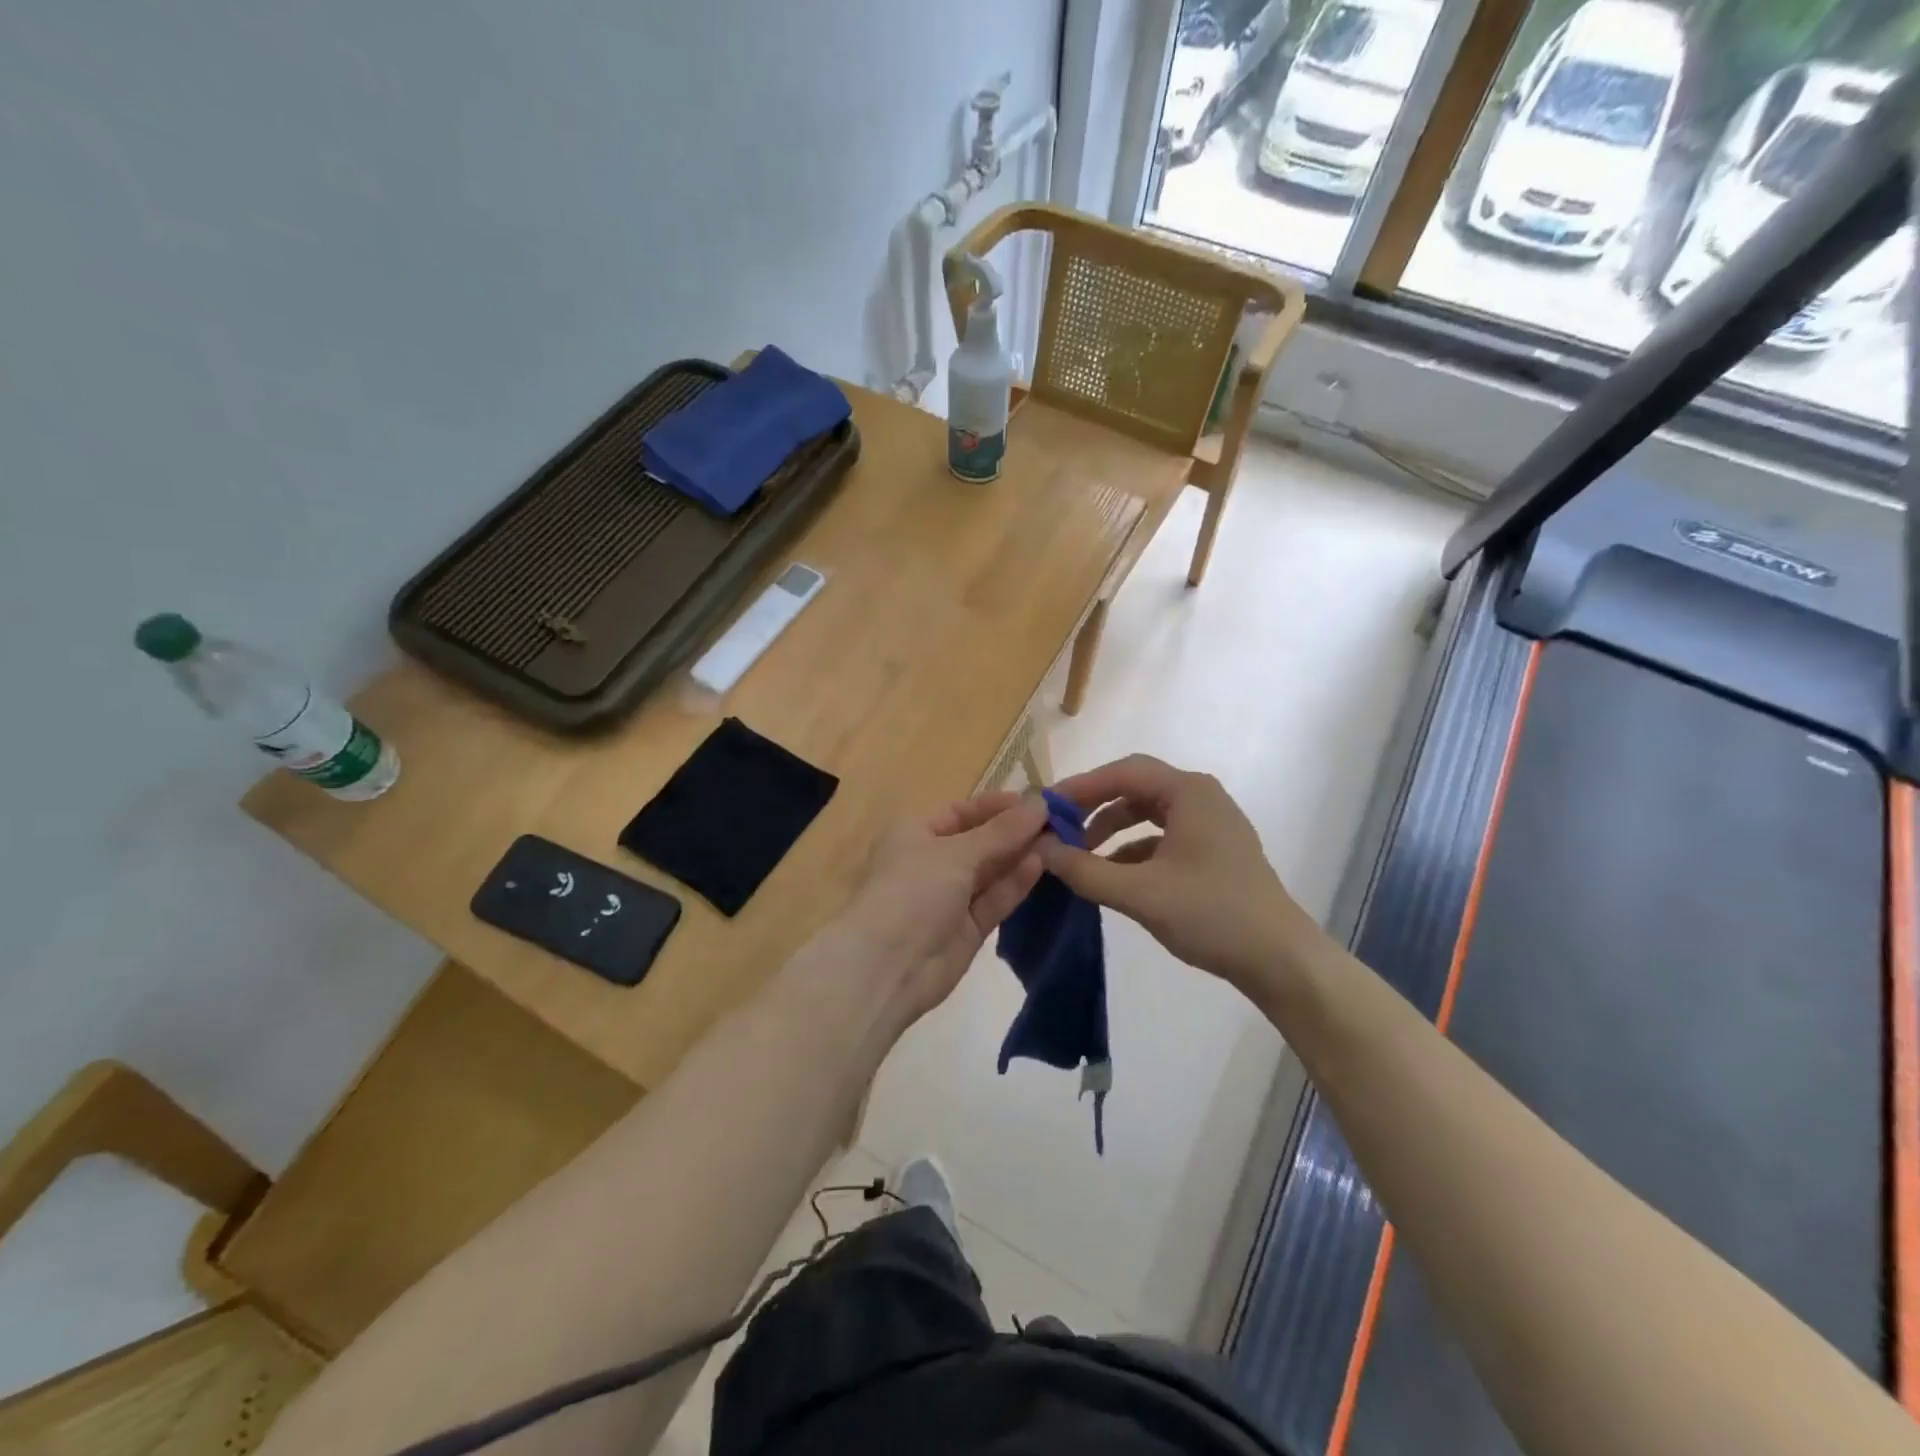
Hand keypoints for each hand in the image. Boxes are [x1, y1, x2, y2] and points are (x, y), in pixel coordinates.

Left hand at [821, 790, 1046, 1025]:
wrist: (887, 967)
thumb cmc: (913, 890)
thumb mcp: (956, 852)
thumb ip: (1002, 831)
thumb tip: (1040, 803)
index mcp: (915, 833)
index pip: (961, 811)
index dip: (997, 806)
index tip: (1037, 801)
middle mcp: (931, 862)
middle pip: (979, 841)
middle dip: (1015, 831)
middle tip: (1060, 821)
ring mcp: (949, 898)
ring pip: (990, 871)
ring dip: (1020, 855)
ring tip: (1061, 840)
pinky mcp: (967, 929)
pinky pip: (994, 899)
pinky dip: (1015, 883)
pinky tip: (1042, 865)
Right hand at [1040, 755, 1318, 990]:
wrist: (1280, 959)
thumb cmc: (1211, 915)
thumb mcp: (1139, 894)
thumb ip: (1084, 869)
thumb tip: (1040, 848)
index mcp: (1188, 792)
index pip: (1121, 772)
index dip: (1078, 787)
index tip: (1044, 807)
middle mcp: (1200, 797)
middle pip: (1134, 787)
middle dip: (1093, 806)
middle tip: (1057, 827)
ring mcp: (1210, 823)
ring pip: (1147, 812)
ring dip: (1111, 828)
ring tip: (1079, 854)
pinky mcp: (1213, 850)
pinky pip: (1162, 836)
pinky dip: (1132, 848)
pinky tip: (1112, 875)